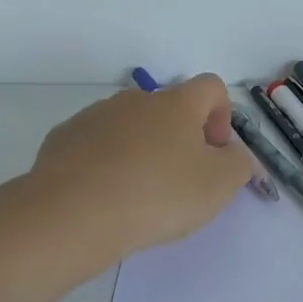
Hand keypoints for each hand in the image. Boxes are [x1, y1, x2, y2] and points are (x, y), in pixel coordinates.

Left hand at [25, 74, 254, 274]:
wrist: (72, 214)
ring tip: (139, 194)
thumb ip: (239, 163)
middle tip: (180, 181)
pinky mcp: (64, 138)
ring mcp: (95, 115)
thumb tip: (233, 153)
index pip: (211, 87)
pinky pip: (97, 144)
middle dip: (180, 139)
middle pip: (169, 108)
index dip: (222, 116)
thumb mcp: (219, 185)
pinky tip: (105, 196)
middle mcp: (136, 99)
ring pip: (131, 127)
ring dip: (142, 150)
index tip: (215, 152)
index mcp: (177, 103)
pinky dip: (107, 163)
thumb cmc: (158, 195)